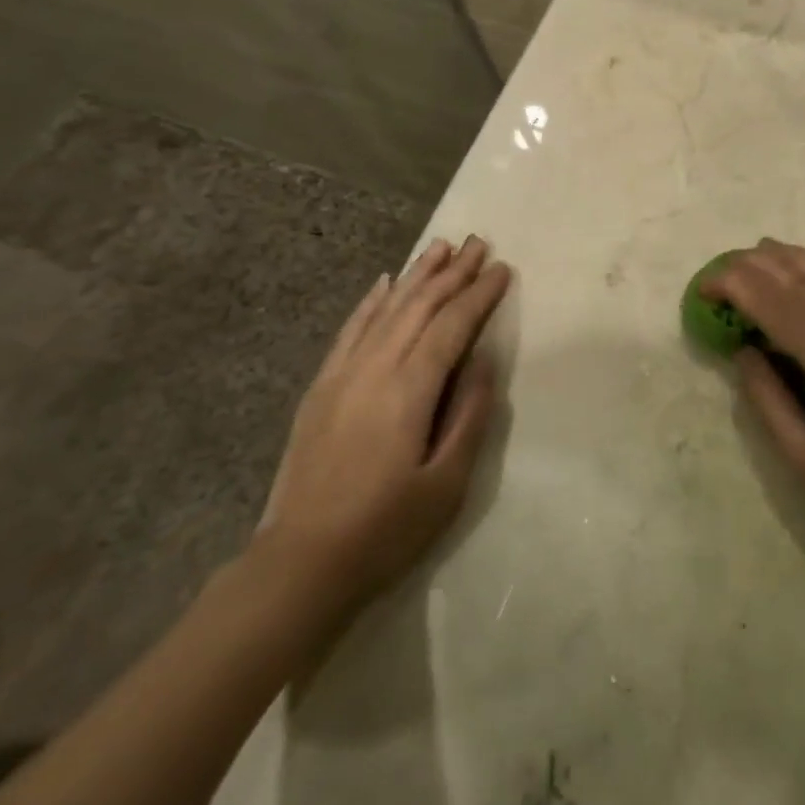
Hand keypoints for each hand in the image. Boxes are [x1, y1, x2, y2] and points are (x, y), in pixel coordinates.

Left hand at [251, 236, 512, 614]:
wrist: (302, 562)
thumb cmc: (387, 528)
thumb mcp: (448, 482)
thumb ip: (469, 414)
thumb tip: (482, 360)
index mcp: (410, 390)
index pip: (452, 326)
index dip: (479, 295)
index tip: (502, 268)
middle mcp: (374, 369)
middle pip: (419, 307)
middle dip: (452, 273)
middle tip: (479, 242)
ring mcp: (342, 375)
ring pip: (386, 310)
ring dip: (416, 276)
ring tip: (440, 247)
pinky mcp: (321, 388)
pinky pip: (350, 330)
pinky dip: (371, 302)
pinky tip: (385, 282)